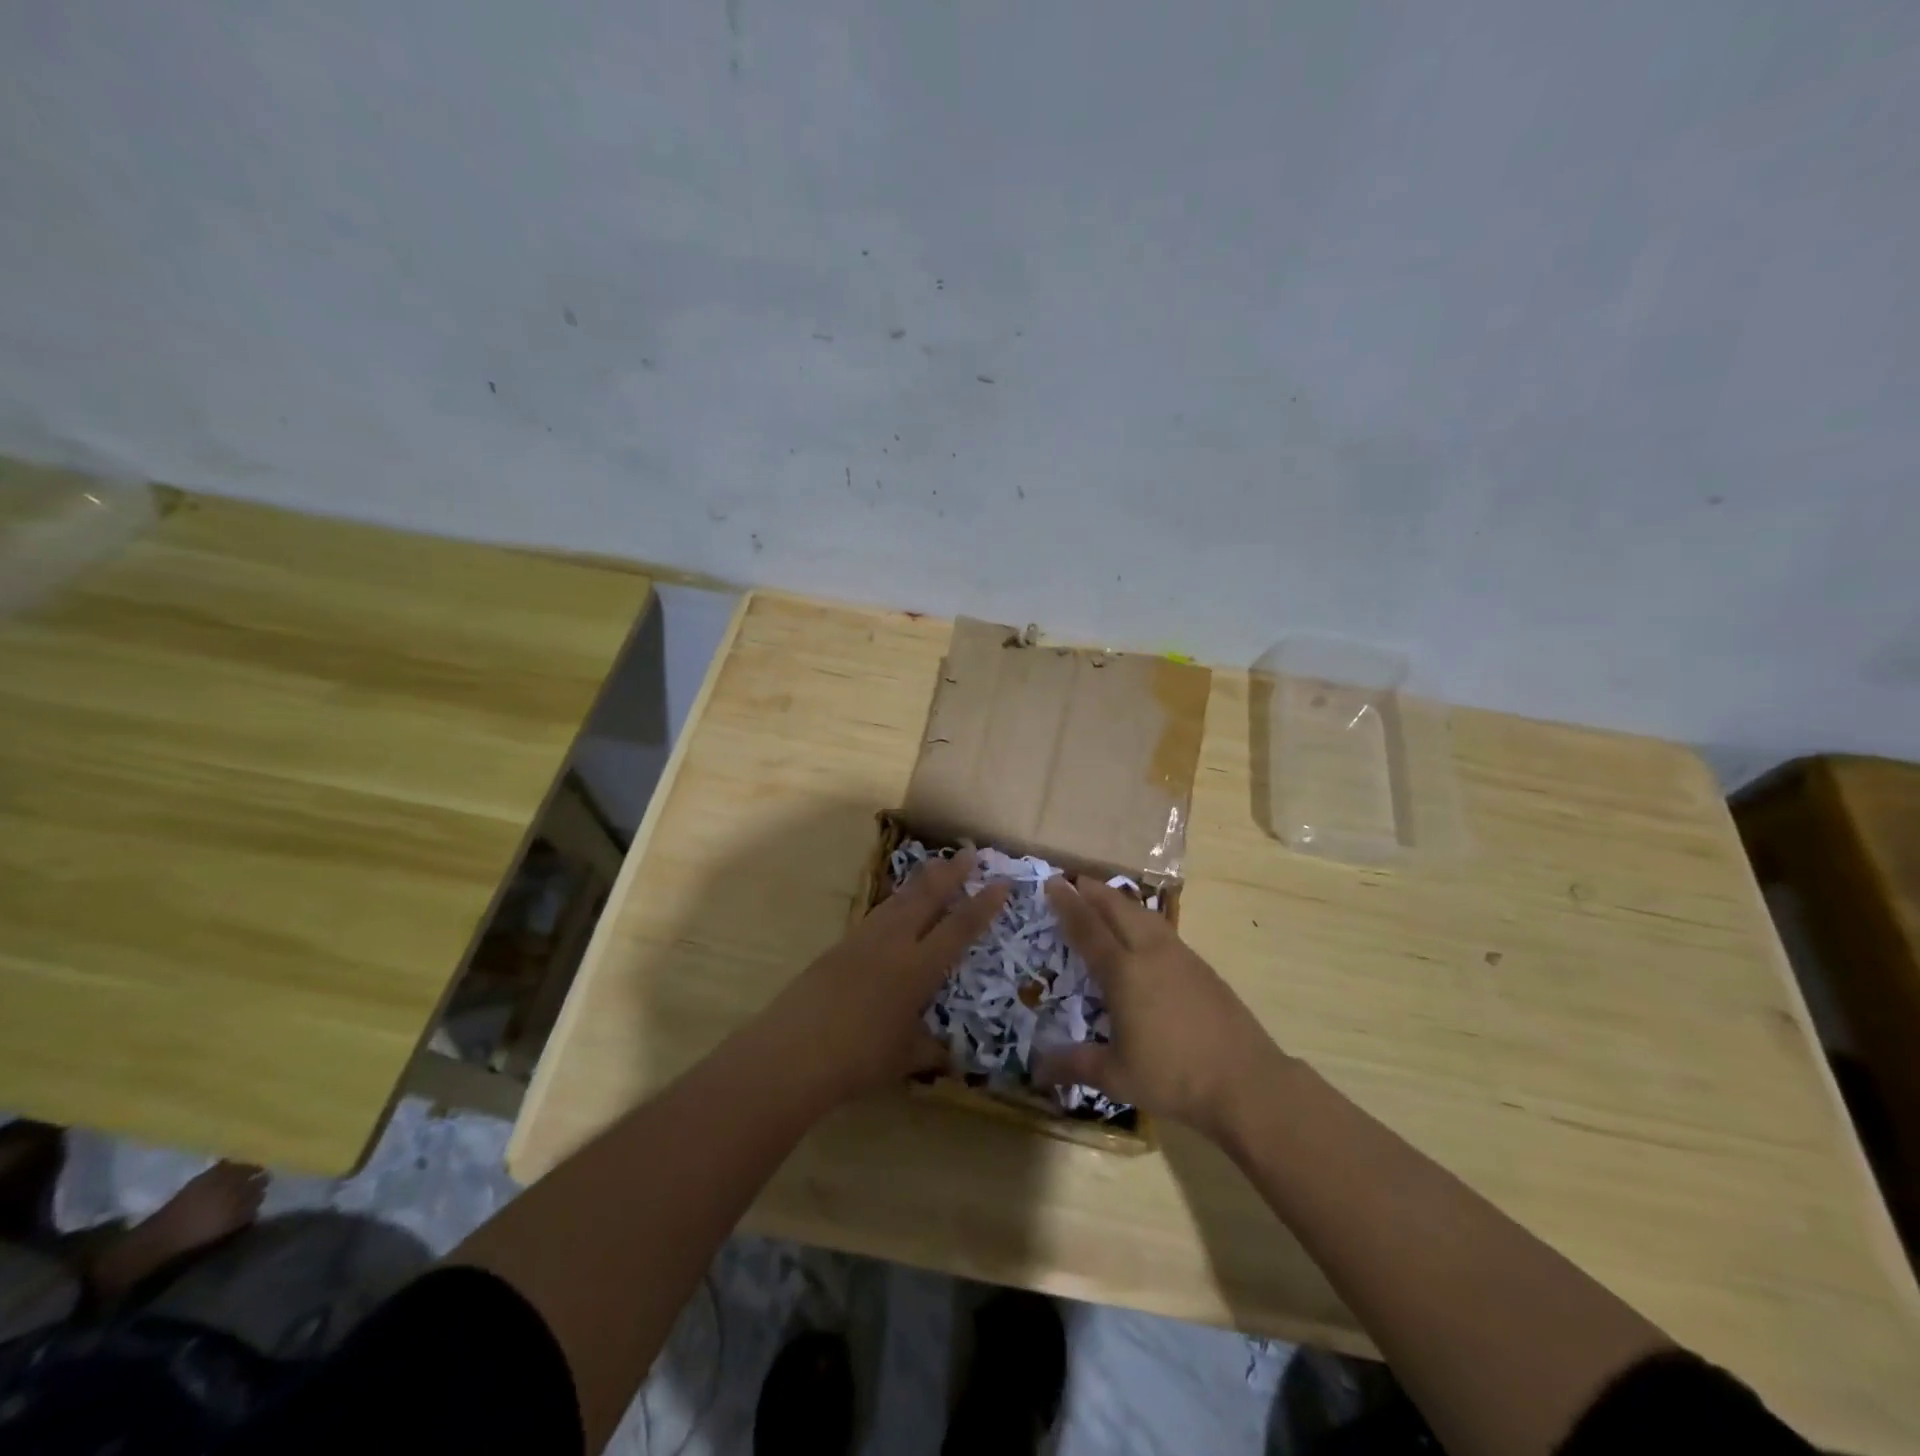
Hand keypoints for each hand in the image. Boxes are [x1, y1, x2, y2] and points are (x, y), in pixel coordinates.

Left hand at [762, 850, 1009, 1105]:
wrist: (793, 1052)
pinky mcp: (839, 946)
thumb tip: (951, 1056)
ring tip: (936, 864)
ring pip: (899, 899)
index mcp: (918, 969)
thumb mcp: (904, 1059)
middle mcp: (894, 944)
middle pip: (927, 897)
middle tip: (969, 852)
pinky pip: (877, 914)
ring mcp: (863, 940)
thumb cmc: (858, 1059)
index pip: (959, 928)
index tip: (1001, 882)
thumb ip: (930, 1051)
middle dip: (951, 873)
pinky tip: (896, 904)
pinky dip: (895, 901)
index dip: (983, 905)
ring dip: (921, 880)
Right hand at [1037, 876, 1280, 1137]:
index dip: (1068, 904)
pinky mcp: (1202, 967)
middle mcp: (1150, 954)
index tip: (1052, 882)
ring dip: (1121, 901)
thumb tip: (1035, 1071)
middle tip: (1074, 880)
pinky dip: (1143, 918)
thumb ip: (1074, 1065)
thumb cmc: (1174, 1078)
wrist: (1246, 1082)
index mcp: (1123, 973)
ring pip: (1144, 915)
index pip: (1088, 928)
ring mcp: (1180, 957)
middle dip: (1094, 891)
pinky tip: (1144, 931)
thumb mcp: (1117, 1077)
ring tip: (1106, 896)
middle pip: (1118, 909)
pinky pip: (1163, 929)